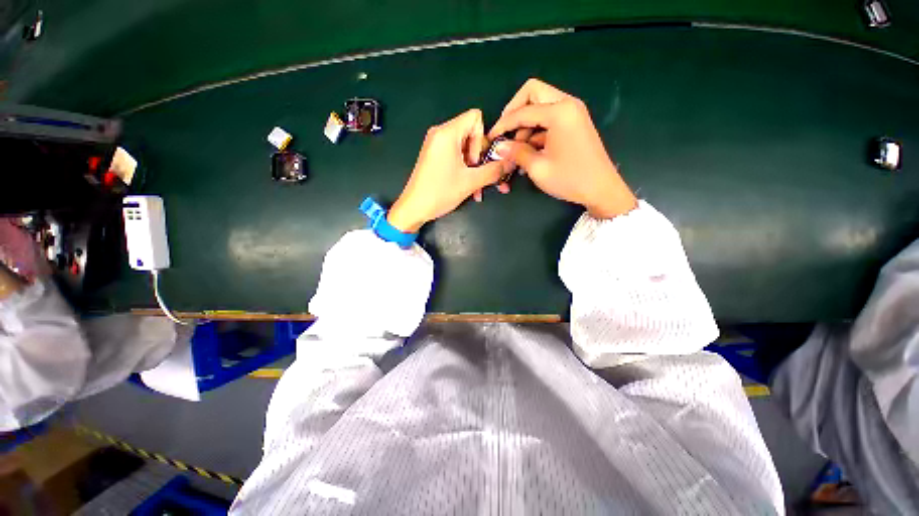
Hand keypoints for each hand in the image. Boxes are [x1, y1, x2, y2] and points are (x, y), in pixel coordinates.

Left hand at [388, 109, 512, 232]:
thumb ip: (494, 170)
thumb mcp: (470, 182)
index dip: (483, 138)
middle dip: (481, 159)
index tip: (479, 160)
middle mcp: (440, 134)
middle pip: (472, 135)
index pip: (476, 117)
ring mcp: (436, 146)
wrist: (414, 209)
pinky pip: (456, 158)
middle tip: (481, 177)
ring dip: (475, 170)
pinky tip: (471, 190)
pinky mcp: (435, 157)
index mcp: (447, 133)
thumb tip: (512, 162)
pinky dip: (465, 171)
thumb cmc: (440, 192)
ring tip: (478, 190)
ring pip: (466, 150)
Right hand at [489, 79, 636, 218]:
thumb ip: (516, 152)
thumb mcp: (537, 168)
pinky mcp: (574, 122)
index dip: (503, 124)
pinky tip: (528, 151)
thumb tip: (499, 146)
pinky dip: (536, 130)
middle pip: (533, 92)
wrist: (601, 189)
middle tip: (504, 132)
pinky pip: (549, 117)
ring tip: (517, 149)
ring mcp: (572, 112)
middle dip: (514, 110)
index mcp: (559, 112)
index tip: (491, 137)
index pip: (523, 111)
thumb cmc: (569, 179)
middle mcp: (567, 104)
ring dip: (525, 123)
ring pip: (541, 104)